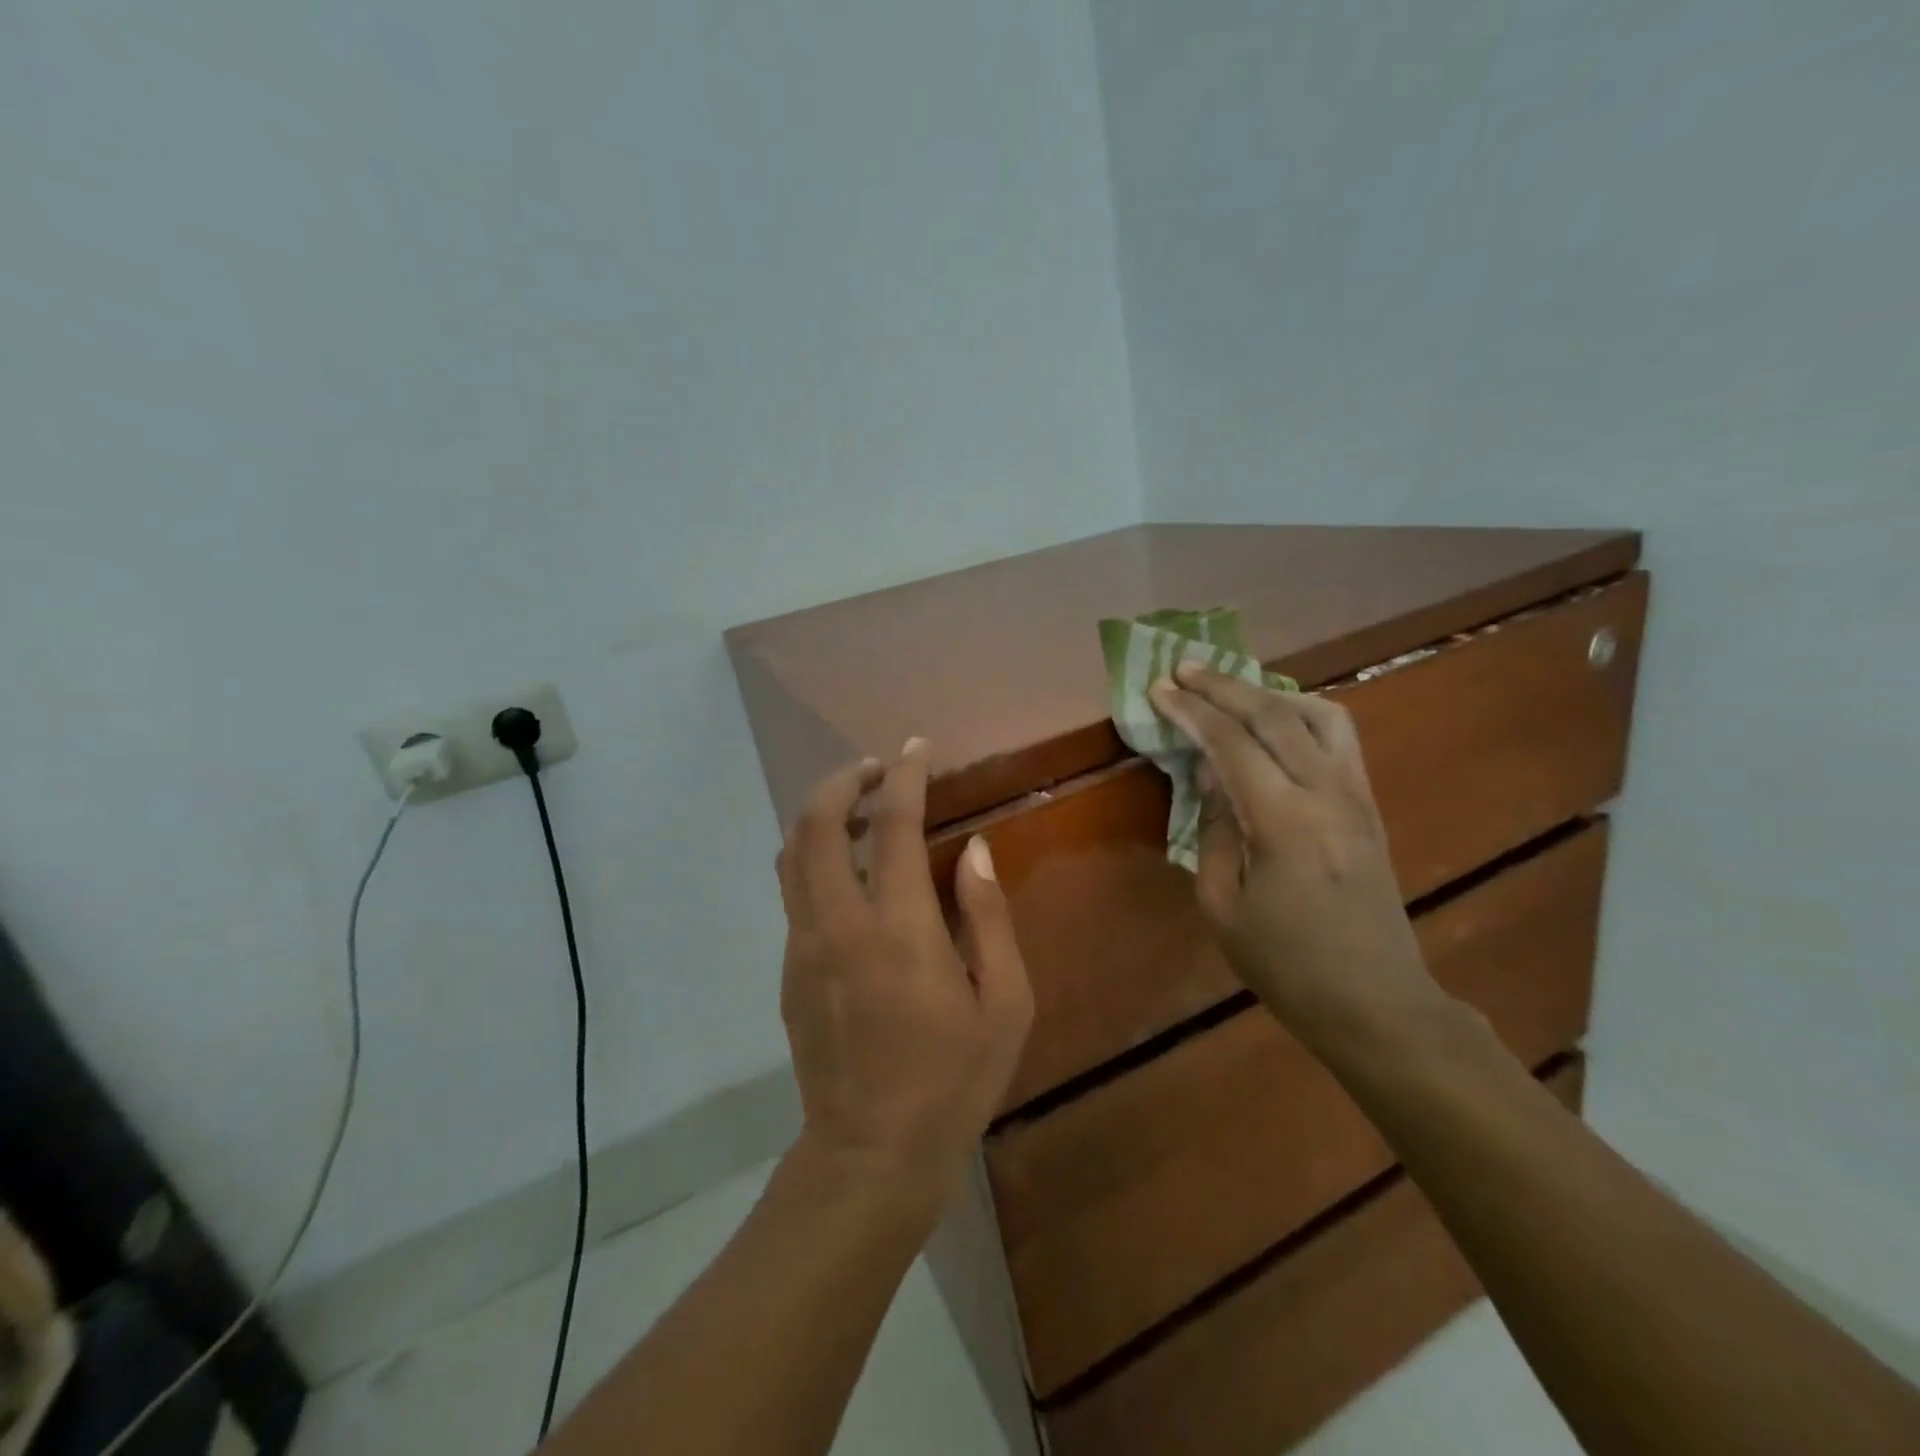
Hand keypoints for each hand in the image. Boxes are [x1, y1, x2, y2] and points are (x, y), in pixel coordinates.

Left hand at [776, 740, 1033, 1209]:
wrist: (870, 1155)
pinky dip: (814, 855)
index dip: (904, 774)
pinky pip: (793, 890)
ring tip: (858, 807)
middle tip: (876, 769)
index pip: (893, 823)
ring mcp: (803, 945)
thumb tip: (974, 850)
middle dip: (842, 780)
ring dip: (820, 813)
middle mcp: (839, 923)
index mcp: (899, 928)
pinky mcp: (789, 969)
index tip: (916, 749)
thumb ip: (988, 917)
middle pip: (816, 822)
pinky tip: (849, 871)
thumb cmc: (952, 1080)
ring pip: (792, 852)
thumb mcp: (1005, 1003)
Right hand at [1148, 663, 1446, 1054]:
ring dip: (1268, 692)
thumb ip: (1213, 830)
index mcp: (1284, 824)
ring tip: (1230, 689)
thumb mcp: (1222, 906)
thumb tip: (1210, 775)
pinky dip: (1302, 713)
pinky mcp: (1370, 806)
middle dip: (1224, 685)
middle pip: (1275, 714)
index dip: (1192, 711)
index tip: (1160, 688)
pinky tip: (1276, 720)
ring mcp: (1358, 796)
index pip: (1232, 744)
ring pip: (1319, 714)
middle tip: (1184, 669)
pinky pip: (1340, 738)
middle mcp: (1328, 795)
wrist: (1376, 1003)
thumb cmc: (1286, 965)